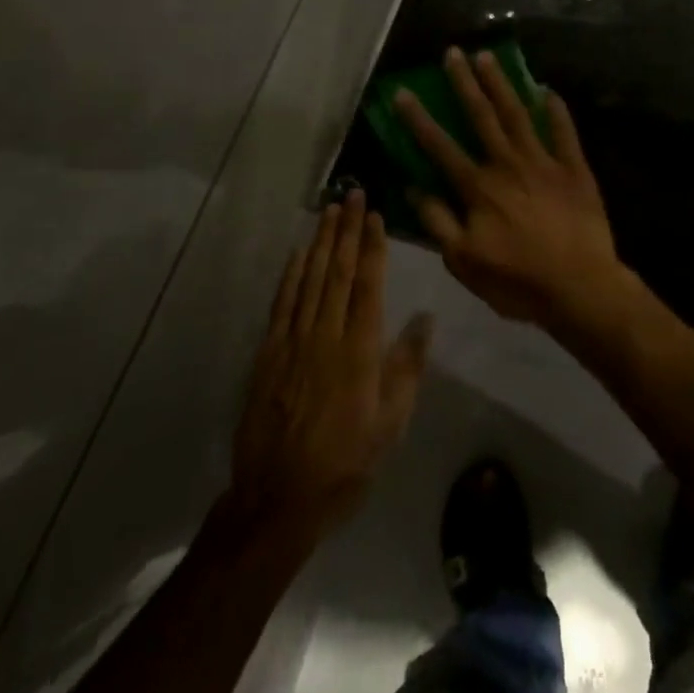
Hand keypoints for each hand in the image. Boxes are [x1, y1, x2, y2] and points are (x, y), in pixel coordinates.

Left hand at [229, 192, 431, 544]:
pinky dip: (290, 274)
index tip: (374, 215)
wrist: (278, 499)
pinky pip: (281, 303)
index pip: (368, 285)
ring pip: (309, 279)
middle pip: (337, 271)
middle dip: (346, 229)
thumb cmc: (345, 462)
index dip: (371, 246)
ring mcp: (293, 342)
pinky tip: (297, 252)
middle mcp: (325, 335)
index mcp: (359, 350)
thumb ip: (407, 367)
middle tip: (351, 193)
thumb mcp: (391, 424)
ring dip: (320, 241)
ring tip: (329, 210)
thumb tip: (425, 317)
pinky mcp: (268, 354)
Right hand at [397, 47, 624, 328]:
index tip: (403, 91)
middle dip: (464, 83)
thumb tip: (414, 188)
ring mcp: (544, 162)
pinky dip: (556, 110)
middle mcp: (508, 164)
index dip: (419, 119)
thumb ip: (438, 223)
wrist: (580, 288)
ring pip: (518, 114)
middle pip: (481, 116)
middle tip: (453, 52)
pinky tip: (548, 89)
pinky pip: (564, 132)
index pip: (440, 146)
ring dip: (501, 84)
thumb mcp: (465, 262)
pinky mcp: (575, 169)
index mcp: (479, 188)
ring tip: (488, 57)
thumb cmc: (518, 281)